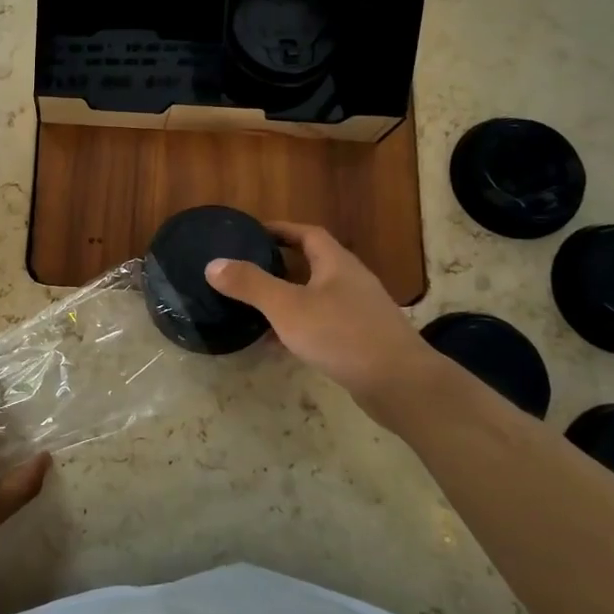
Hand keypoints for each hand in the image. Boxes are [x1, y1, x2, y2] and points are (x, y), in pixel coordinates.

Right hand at [205, 222, 433, 417]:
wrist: (400, 383)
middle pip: (313, 263)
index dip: (280, 229)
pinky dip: (301, 325)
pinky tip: (281, 344)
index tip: (253, 233)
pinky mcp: (364, 340)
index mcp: (336, 263)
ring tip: (257, 306)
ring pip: (318, 296)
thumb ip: (250, 285)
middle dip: (281, 264)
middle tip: (248, 269)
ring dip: (289, 297)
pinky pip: (325, 323)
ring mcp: (361, 311)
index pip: (307, 233)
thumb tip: (213, 264)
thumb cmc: (341, 335)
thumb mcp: (287, 307)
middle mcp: (352, 281)